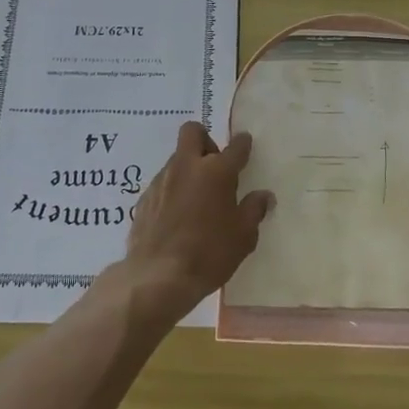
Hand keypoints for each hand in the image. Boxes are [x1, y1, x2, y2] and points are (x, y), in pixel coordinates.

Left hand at [117, 121, 273, 325]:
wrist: (158, 276)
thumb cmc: (209, 254)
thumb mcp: (243, 237)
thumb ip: (254, 211)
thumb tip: (264, 196)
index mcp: (217, 172)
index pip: (235, 146)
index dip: (242, 144)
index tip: (245, 145)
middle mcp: (187, 167)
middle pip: (193, 132)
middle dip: (206, 140)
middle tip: (215, 166)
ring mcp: (162, 180)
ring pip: (177, 159)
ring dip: (189, 169)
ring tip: (197, 199)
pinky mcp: (144, 198)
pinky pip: (163, 183)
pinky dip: (173, 190)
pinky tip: (177, 216)